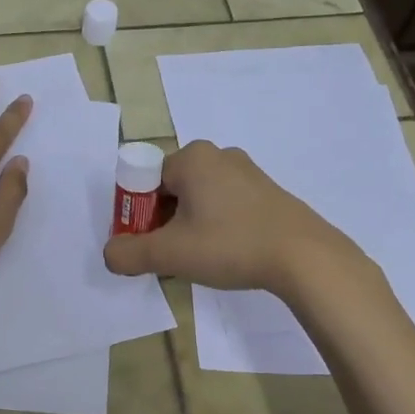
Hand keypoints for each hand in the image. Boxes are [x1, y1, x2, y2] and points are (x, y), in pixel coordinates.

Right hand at [102, 139, 360, 296]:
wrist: (304, 256)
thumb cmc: (230, 244)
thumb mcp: (170, 254)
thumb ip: (129, 254)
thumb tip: (110, 255)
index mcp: (192, 158)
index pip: (145, 182)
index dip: (139, 216)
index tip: (150, 245)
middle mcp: (218, 155)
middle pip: (171, 190)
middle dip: (164, 222)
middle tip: (174, 256)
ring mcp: (247, 171)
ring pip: (199, 199)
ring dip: (190, 226)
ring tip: (202, 258)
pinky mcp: (267, 191)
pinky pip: (226, 205)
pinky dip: (217, 226)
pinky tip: (228, 253)